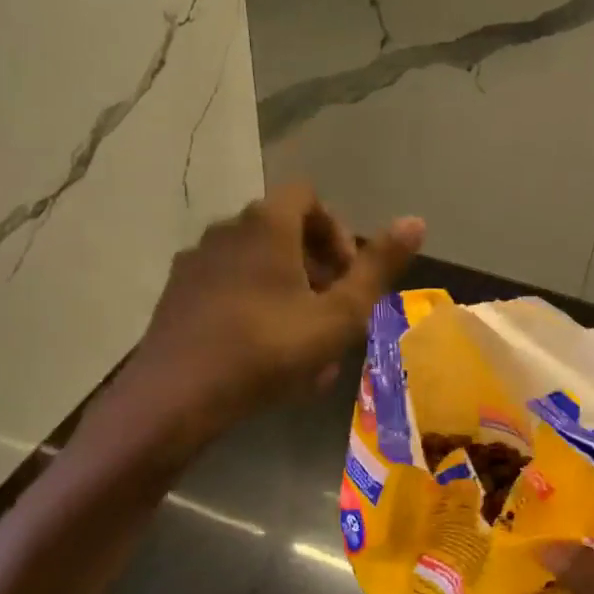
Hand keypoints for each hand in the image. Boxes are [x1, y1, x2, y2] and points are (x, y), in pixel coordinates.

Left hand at [78, 184, 423, 462]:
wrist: (176, 396)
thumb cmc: (269, 349)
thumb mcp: (339, 314)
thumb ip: (379, 267)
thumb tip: (417, 220)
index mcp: (267, 224)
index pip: (309, 197)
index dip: (337, 231)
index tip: (346, 275)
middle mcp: (227, 230)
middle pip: (284, 232)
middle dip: (317, 268)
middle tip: (332, 313)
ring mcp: (196, 262)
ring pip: (257, 265)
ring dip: (288, 292)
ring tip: (303, 343)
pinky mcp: (176, 295)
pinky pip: (228, 288)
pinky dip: (254, 307)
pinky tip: (264, 356)